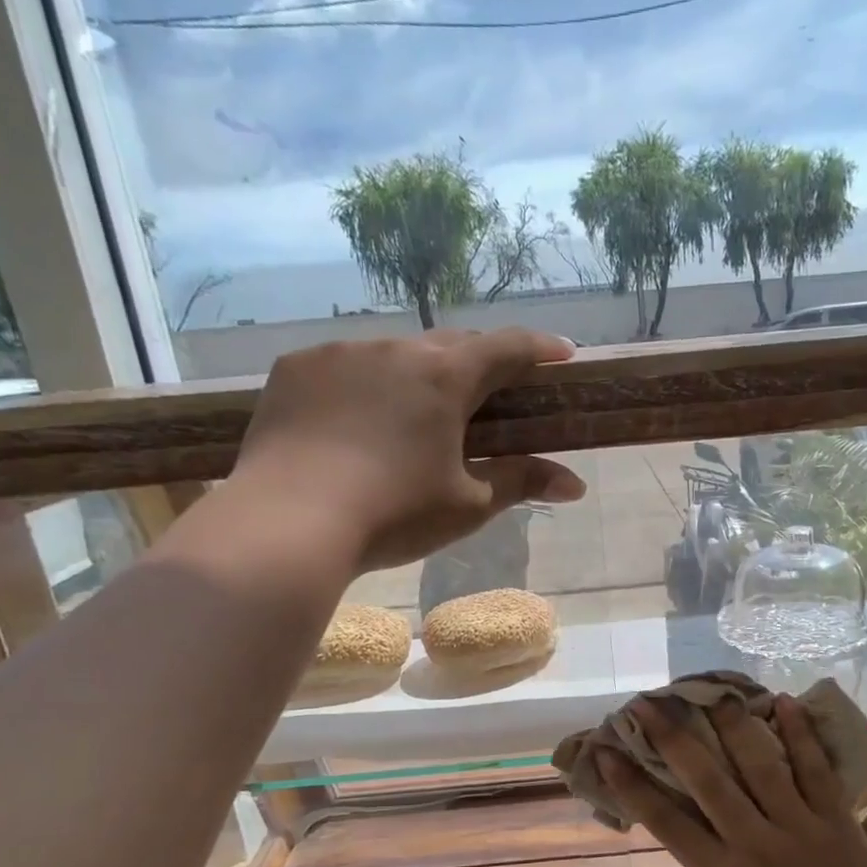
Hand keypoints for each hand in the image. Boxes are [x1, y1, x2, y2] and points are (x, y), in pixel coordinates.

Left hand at [231, 329, 586, 570]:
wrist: (289, 522)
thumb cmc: (394, 515)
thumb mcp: (468, 505)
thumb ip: (522, 482)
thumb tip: (576, 485)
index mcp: (446, 378)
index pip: (508, 348)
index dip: (540, 349)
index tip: (561, 355)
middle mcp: (395, 349)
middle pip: (451, 345)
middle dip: (477, 364)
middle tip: (487, 394)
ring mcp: (339, 353)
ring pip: (394, 354)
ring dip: (415, 375)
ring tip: (412, 416)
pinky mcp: (295, 368)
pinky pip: (343, 366)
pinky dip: (362, 385)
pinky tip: (353, 422)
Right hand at [598, 694, 866, 866]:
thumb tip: (685, 819)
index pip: (665, 821)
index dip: (630, 783)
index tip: (607, 751)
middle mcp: (757, 846)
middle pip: (708, 781)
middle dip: (673, 738)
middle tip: (647, 703)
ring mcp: (802, 829)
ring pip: (761, 765)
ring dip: (733, 723)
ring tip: (712, 691)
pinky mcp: (839, 821)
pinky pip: (817, 770)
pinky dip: (800, 733)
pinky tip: (783, 701)